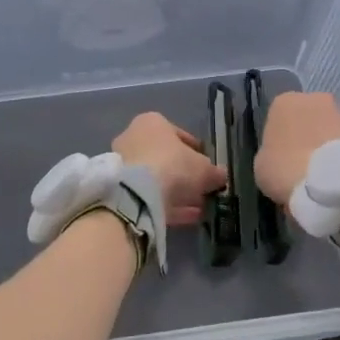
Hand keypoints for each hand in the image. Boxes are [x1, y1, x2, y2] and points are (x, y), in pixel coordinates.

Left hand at [112, 114, 226, 226]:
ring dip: (176, 192)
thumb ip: (214, 172)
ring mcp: (123, 164)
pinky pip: (148, 195)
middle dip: (184, 174)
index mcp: (152, 122)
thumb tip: (221, 176)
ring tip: (198, 207)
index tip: (207, 166)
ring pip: (155, 179)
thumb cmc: (173, 165)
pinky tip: (186, 217)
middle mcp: (133, 138)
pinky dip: (167, 204)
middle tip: (201, 189)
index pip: (178, 135)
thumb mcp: (204, 169)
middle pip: (165, 157)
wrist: (136, 192)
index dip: (196, 152)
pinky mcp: (119, 188)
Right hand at [254, 92, 339, 203]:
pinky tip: (335, 177)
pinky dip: (339, 155)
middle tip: (301, 164)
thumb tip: (281, 156)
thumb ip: (270, 152)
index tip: (280, 158)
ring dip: (324, 146)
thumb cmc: (284, 168)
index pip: (278, 116)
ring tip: (321, 175)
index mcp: (283, 101)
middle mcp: (314, 98)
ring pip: (327, 129)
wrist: (329, 181)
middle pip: (306, 118)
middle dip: (305, 136)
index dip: (279, 139)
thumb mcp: (262, 164)